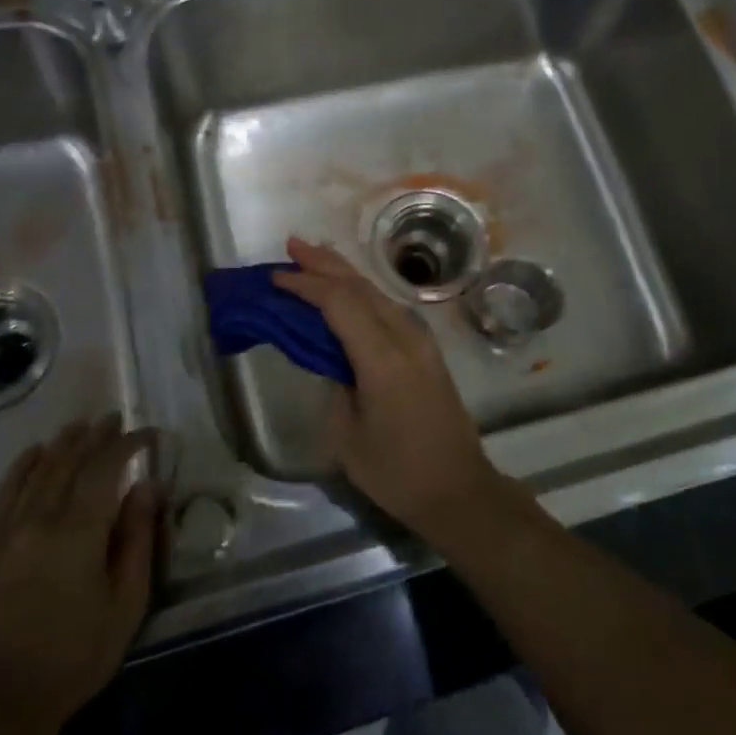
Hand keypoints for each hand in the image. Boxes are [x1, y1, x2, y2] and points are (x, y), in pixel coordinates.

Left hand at [0, 417, 158, 734]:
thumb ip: (137, 538)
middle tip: (114, 420)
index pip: (107, 466)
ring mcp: (4, 529)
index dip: (129, 443)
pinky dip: (23, 466)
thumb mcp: (126, 603)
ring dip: (62, 443)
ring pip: (37, 469)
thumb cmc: (75, 656)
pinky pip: (4, 491)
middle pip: (70, 460)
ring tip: (81, 428)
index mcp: (78, 530)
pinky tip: (35, 454)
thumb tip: (146, 486)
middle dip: (95, 435)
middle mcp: (39, 518)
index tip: (148, 435)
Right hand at [273, 237, 502, 538]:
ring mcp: (421, 341)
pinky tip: (347, 291)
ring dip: (343, 273)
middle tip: (292, 245)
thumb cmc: (397, 472)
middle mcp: (406, 337)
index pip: (339, 304)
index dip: (306, 285)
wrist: (459, 490)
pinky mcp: (427, 350)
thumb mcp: (347, 435)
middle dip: (324, 263)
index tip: (276, 277)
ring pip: (377, 293)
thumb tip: (333, 358)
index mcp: (383, 358)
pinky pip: (388, 308)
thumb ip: (335, 384)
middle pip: (361, 287)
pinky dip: (361, 293)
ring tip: (313, 258)